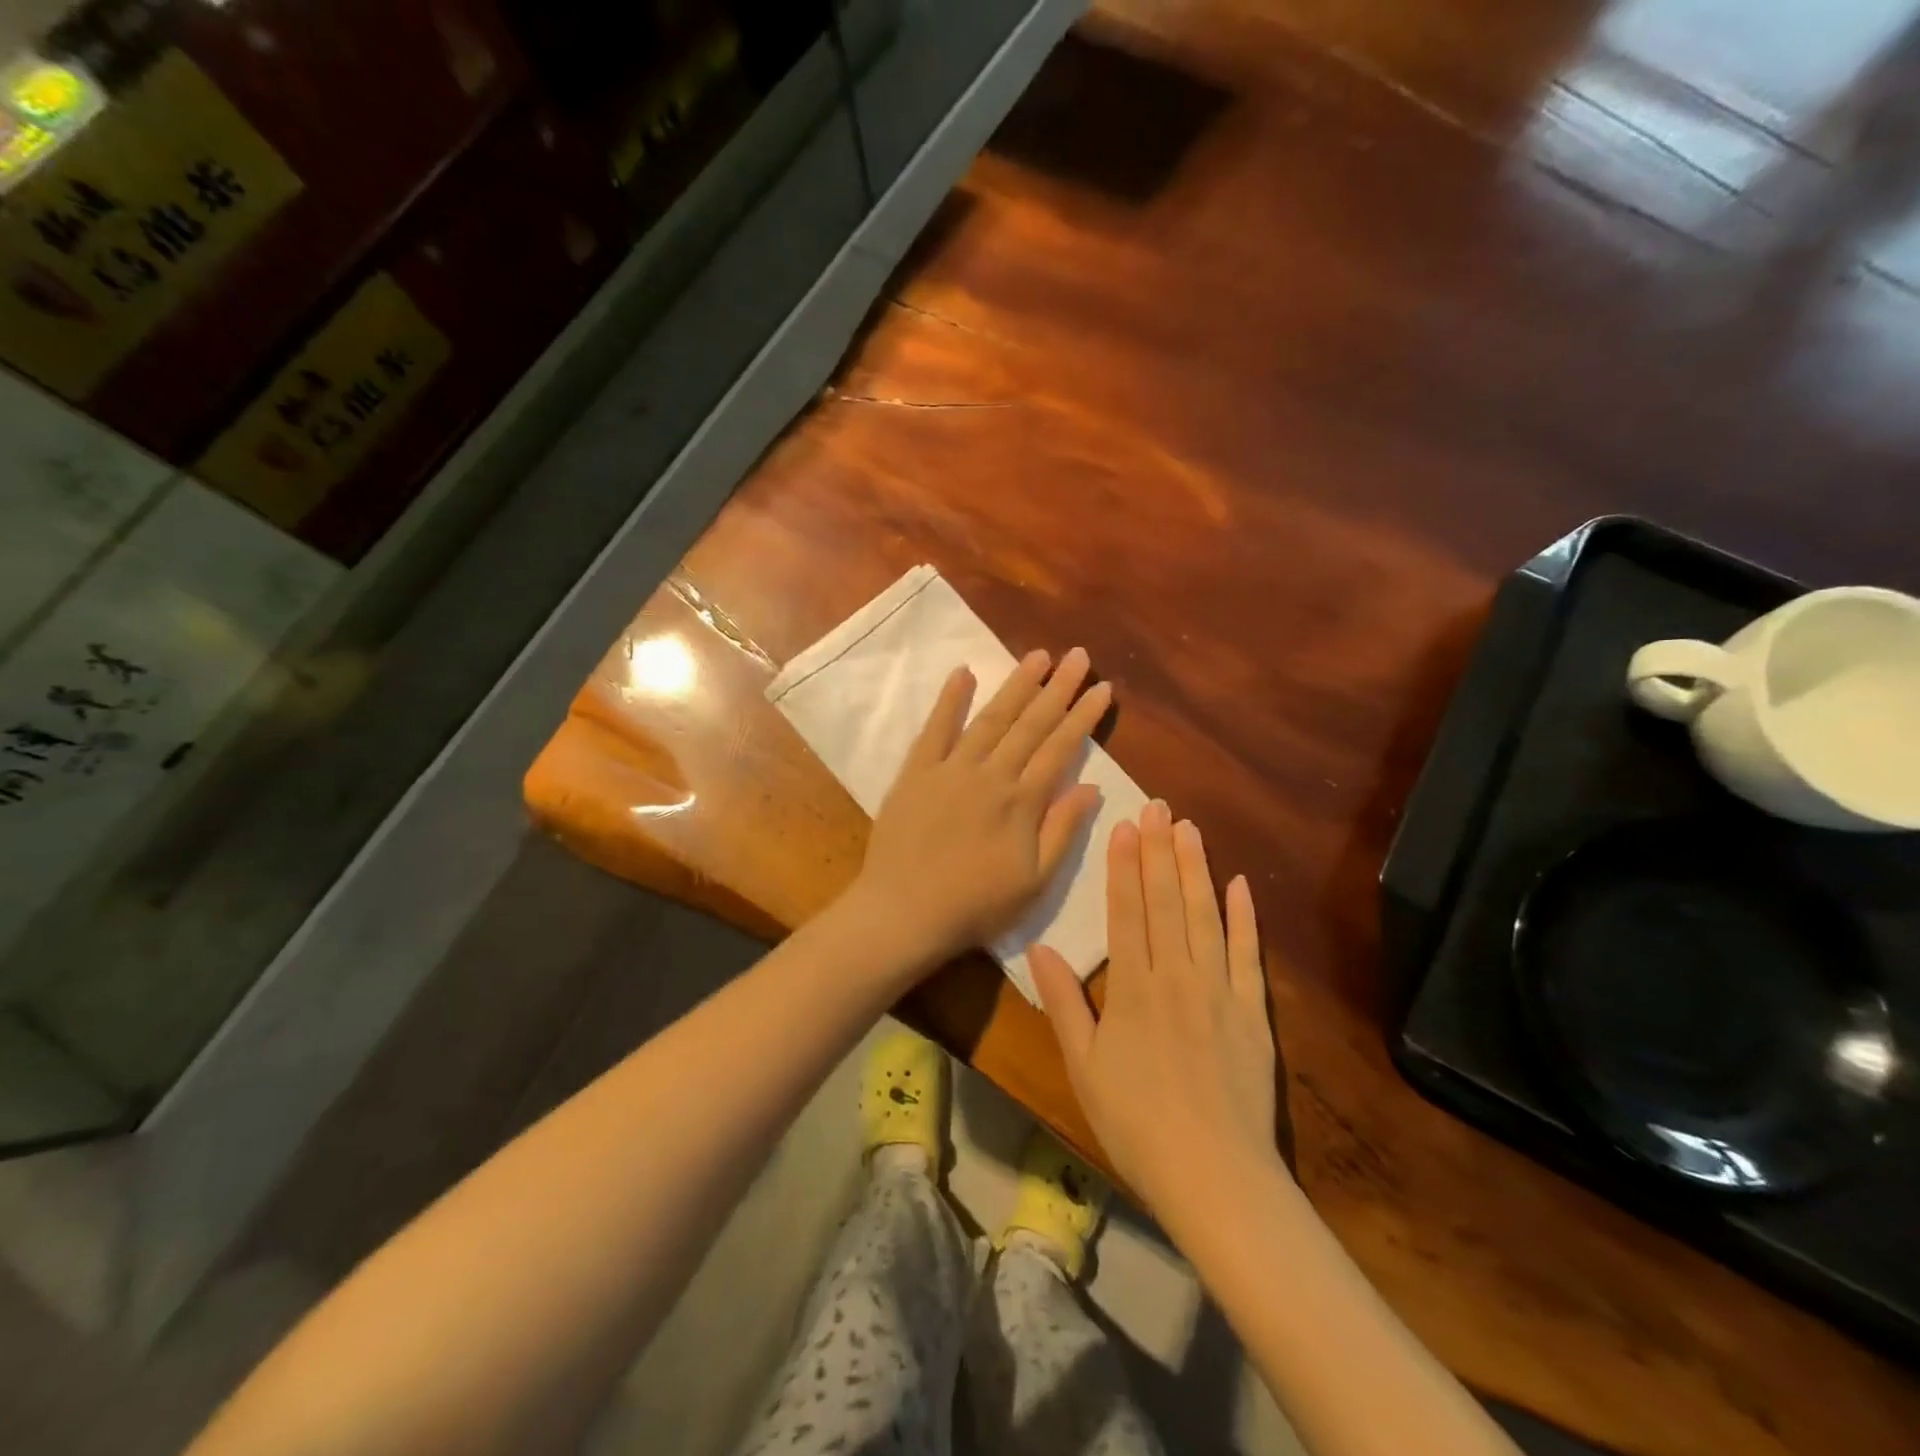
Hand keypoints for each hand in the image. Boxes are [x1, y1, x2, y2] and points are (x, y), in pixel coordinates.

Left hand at [846, 647, 1111, 970]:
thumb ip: (1062, 830)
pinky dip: (949, 700)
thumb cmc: (976, 905)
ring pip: (990, 718)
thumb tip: (1092, 787)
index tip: (1102, 688)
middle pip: (1031, 724)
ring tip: (1038, 656)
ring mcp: (951, 769)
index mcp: (1022, 802)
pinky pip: (935, 729)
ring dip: (1016, 685)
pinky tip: (963, 673)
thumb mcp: (1034, 881)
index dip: (1083, 717)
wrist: (904, 912)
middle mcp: (991, 775)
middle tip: (1078, 656)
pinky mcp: (916, 772)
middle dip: (1058, 688)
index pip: (1060, 748)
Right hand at [1031, 802, 1280, 1226]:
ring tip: (1189, 828)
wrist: (1215, 1176)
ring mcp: (1219, 990)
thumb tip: (1039, 947)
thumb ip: (1063, 1002)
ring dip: (1196, 869)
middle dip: (1159, 851)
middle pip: (1166, 901)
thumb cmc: (1135, 1123)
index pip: (1127, 912)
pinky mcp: (1252, 1010)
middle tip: (1157, 806)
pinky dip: (1245, 917)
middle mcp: (1176, 976)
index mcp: (1133, 988)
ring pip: (1205, 916)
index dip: (1124, 866)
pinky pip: (1248, 954)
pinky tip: (1240, 883)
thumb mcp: (1083, 1066)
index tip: (1124, 826)